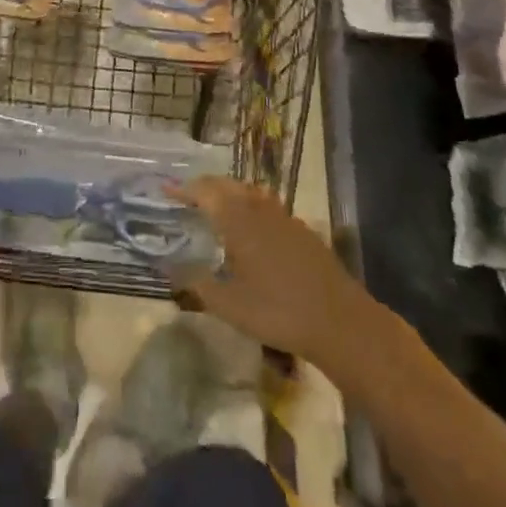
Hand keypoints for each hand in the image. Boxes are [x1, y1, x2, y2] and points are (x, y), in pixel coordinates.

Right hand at [171, 177, 377, 368]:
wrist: (339, 321)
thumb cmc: (277, 312)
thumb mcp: (228, 305)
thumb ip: (196, 283)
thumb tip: (167, 267)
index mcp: (237, 221)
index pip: (205, 192)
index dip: (184, 189)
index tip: (166, 190)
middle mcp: (259, 209)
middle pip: (228, 185)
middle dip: (206, 186)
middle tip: (188, 195)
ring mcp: (284, 217)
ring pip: (251, 192)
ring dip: (230, 192)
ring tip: (217, 205)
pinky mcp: (302, 230)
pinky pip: (268, 206)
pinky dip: (251, 206)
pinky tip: (252, 227)